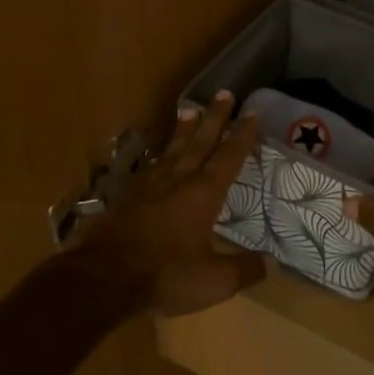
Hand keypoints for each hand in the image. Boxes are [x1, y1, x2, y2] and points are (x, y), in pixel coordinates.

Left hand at [71, 91, 266, 316]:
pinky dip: (159, 155)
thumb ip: (243, 270)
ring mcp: (148, 186)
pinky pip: (150, 166)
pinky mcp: (126, 198)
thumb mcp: (214, 281)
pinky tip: (158, 156)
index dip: (242, 135)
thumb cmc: (165, 275)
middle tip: (224, 94)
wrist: (103, 278)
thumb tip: (269, 263)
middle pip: (199, 142)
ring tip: (190, 110)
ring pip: (171, 150)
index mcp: (203, 194)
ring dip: (183, 130)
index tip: (251, 113)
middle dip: (214, 118)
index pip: (228, 157)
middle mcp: (177, 180)